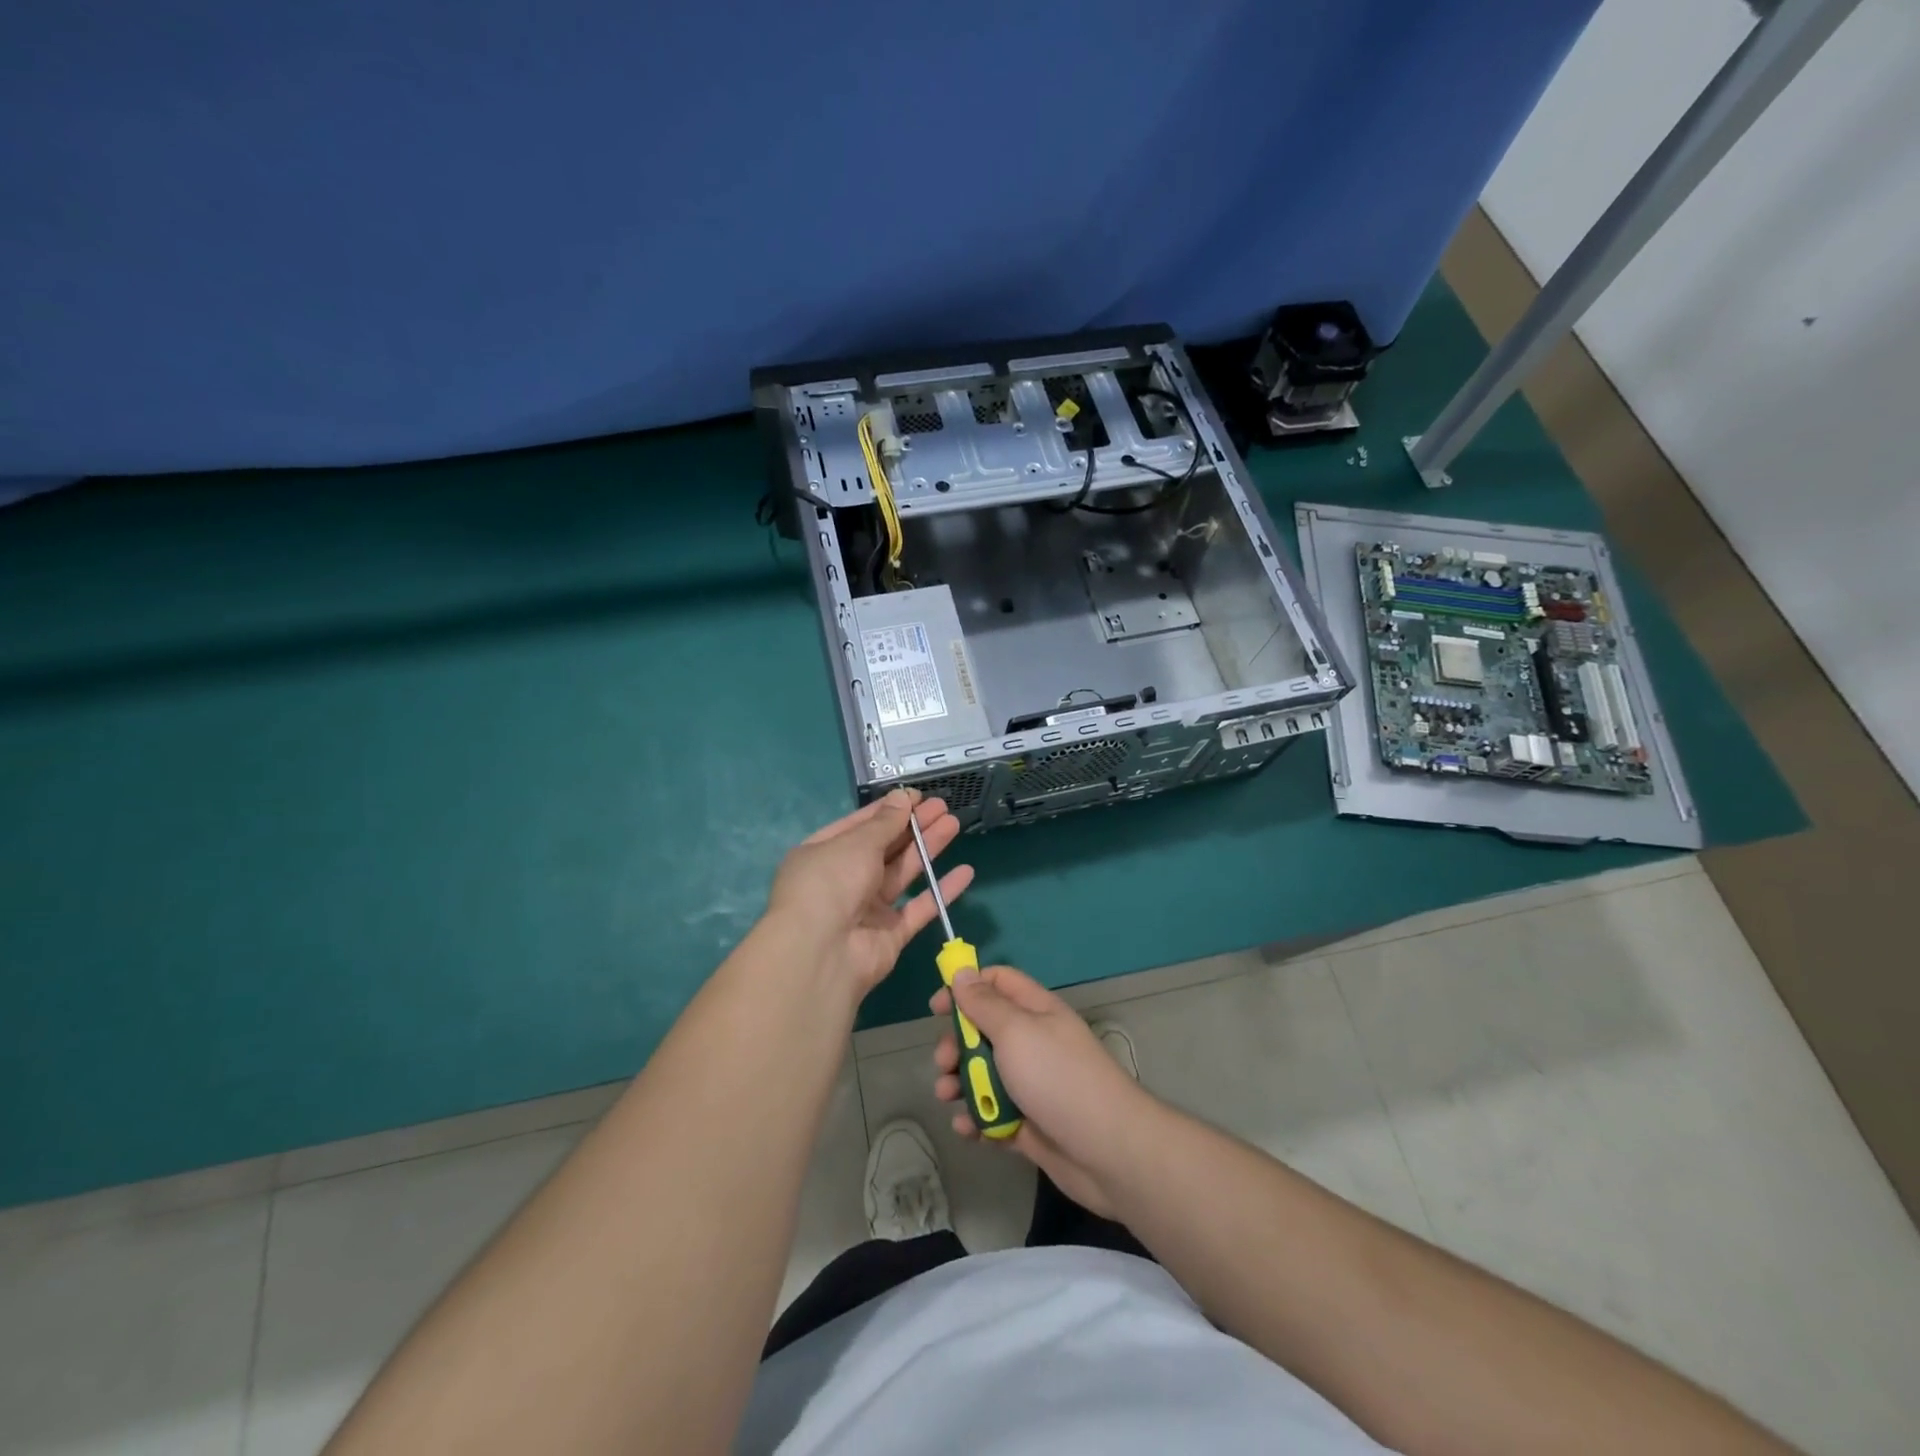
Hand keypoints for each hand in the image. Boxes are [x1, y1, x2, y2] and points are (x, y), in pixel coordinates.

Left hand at [765, 790, 973, 1000]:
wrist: (821, 953)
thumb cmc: (831, 883)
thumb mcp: (856, 843)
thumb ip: (885, 822)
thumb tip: (902, 797)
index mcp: (824, 854)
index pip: (860, 825)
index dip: (889, 810)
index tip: (917, 796)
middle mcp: (843, 879)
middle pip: (885, 847)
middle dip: (914, 826)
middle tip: (943, 806)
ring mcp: (867, 909)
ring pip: (903, 873)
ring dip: (928, 849)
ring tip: (954, 824)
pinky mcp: (889, 935)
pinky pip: (919, 907)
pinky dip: (941, 890)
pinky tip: (965, 872)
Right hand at [931, 966, 1154, 1218]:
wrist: (1107, 1150)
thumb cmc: (1057, 1077)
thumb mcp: (1016, 1031)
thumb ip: (984, 1004)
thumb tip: (962, 972)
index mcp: (1035, 1011)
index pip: (997, 982)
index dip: (966, 988)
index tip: (937, 1008)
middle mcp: (1033, 1042)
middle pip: (984, 1031)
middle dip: (957, 1044)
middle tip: (943, 1062)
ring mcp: (1032, 1085)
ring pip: (985, 1075)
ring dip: (960, 1084)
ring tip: (947, 1097)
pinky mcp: (1029, 1124)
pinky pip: (993, 1115)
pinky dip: (977, 1120)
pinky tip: (967, 1129)